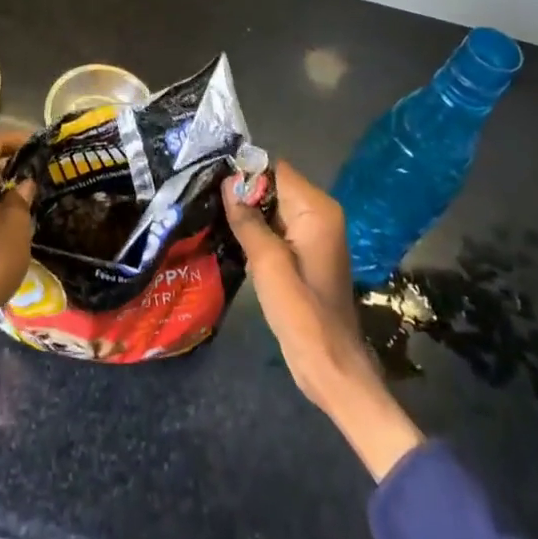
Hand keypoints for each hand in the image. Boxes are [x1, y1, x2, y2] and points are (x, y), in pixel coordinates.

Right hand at [224, 160, 421, 479]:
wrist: (329, 367)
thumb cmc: (301, 311)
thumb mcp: (267, 262)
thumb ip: (247, 219)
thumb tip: (227, 182)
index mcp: (317, 210)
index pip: (276, 170)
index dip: (246, 175)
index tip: (212, 181)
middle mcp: (320, 214)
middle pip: (274, 187)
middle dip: (244, 194)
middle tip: (207, 201)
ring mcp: (314, 236)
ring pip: (272, 209)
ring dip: (248, 215)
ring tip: (213, 218)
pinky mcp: (305, 255)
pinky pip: (277, 229)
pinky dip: (257, 232)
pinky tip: (232, 240)